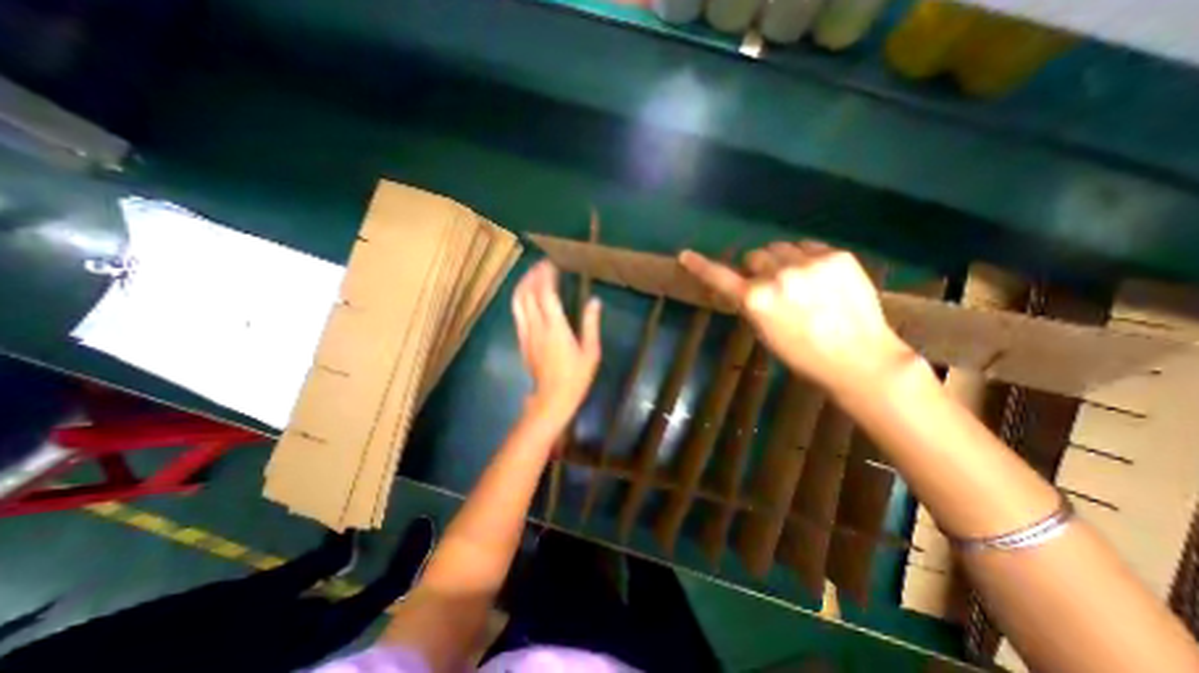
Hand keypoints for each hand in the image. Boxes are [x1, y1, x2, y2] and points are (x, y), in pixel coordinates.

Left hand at [512, 260, 605, 426]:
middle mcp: (537, 327)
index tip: (551, 264)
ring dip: (523, 285)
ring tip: (531, 275)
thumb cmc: (576, 377)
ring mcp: (526, 334)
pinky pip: (517, 314)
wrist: (552, 399)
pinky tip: (526, 296)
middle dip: (533, 275)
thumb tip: (595, 301)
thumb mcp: (591, 352)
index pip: (546, 294)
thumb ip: (591, 325)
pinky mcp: (522, 340)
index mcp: (556, 328)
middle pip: (528, 294)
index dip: (546, 276)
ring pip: (518, 302)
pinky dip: (520, 299)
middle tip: (541, 264)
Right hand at [683, 241, 919, 399]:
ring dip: (782, 260)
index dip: (700, 266)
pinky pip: (808, 246)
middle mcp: (778, 276)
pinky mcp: (837, 256)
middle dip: (759, 268)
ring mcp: (809, 263)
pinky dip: (806, 258)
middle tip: (773, 285)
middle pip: (755, 255)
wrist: (859, 357)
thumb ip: (751, 303)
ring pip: (781, 247)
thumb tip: (747, 283)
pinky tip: (819, 278)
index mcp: (756, 300)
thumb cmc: (803, 354)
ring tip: (800, 281)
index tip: (685, 255)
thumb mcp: (764, 332)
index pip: (720, 277)